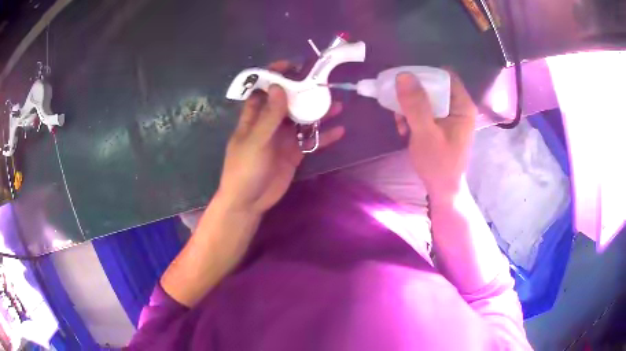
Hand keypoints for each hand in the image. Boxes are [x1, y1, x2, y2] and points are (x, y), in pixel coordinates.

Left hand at [217, 61, 344, 214]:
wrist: (249, 201)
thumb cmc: (245, 169)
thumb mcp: (255, 141)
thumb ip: (268, 116)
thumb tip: (279, 87)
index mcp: (254, 117)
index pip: (263, 90)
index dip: (274, 76)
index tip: (292, 66)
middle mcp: (269, 124)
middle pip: (288, 102)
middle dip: (303, 92)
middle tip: (323, 83)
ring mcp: (283, 138)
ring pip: (302, 120)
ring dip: (317, 112)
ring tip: (337, 105)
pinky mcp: (294, 153)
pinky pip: (311, 141)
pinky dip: (324, 136)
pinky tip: (340, 131)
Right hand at [393, 70, 476, 199]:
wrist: (443, 190)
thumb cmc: (438, 164)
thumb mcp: (425, 134)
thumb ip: (416, 105)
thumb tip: (403, 75)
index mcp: (462, 105)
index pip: (444, 75)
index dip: (424, 74)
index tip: (405, 82)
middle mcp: (458, 106)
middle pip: (433, 85)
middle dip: (413, 94)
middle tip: (397, 103)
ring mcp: (450, 116)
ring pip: (426, 98)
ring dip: (409, 107)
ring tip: (401, 123)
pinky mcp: (441, 124)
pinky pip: (424, 110)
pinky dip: (412, 116)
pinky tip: (404, 130)